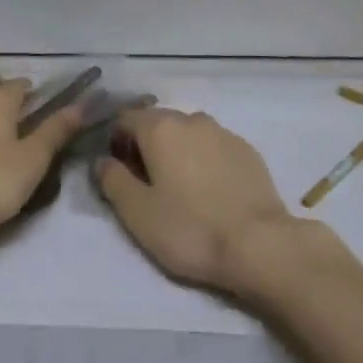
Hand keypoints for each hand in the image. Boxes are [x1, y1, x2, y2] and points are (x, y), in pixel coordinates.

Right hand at [95, 107, 310, 297]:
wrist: (259, 244)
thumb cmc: (190, 229)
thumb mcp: (138, 213)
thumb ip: (113, 181)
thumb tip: (102, 161)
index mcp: (160, 128)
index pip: (125, 118)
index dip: (116, 142)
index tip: (119, 172)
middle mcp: (191, 119)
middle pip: (158, 122)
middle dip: (146, 146)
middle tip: (147, 185)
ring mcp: (223, 132)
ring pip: (188, 133)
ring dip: (177, 151)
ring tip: (180, 189)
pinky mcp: (246, 150)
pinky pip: (214, 146)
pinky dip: (204, 160)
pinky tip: (210, 192)